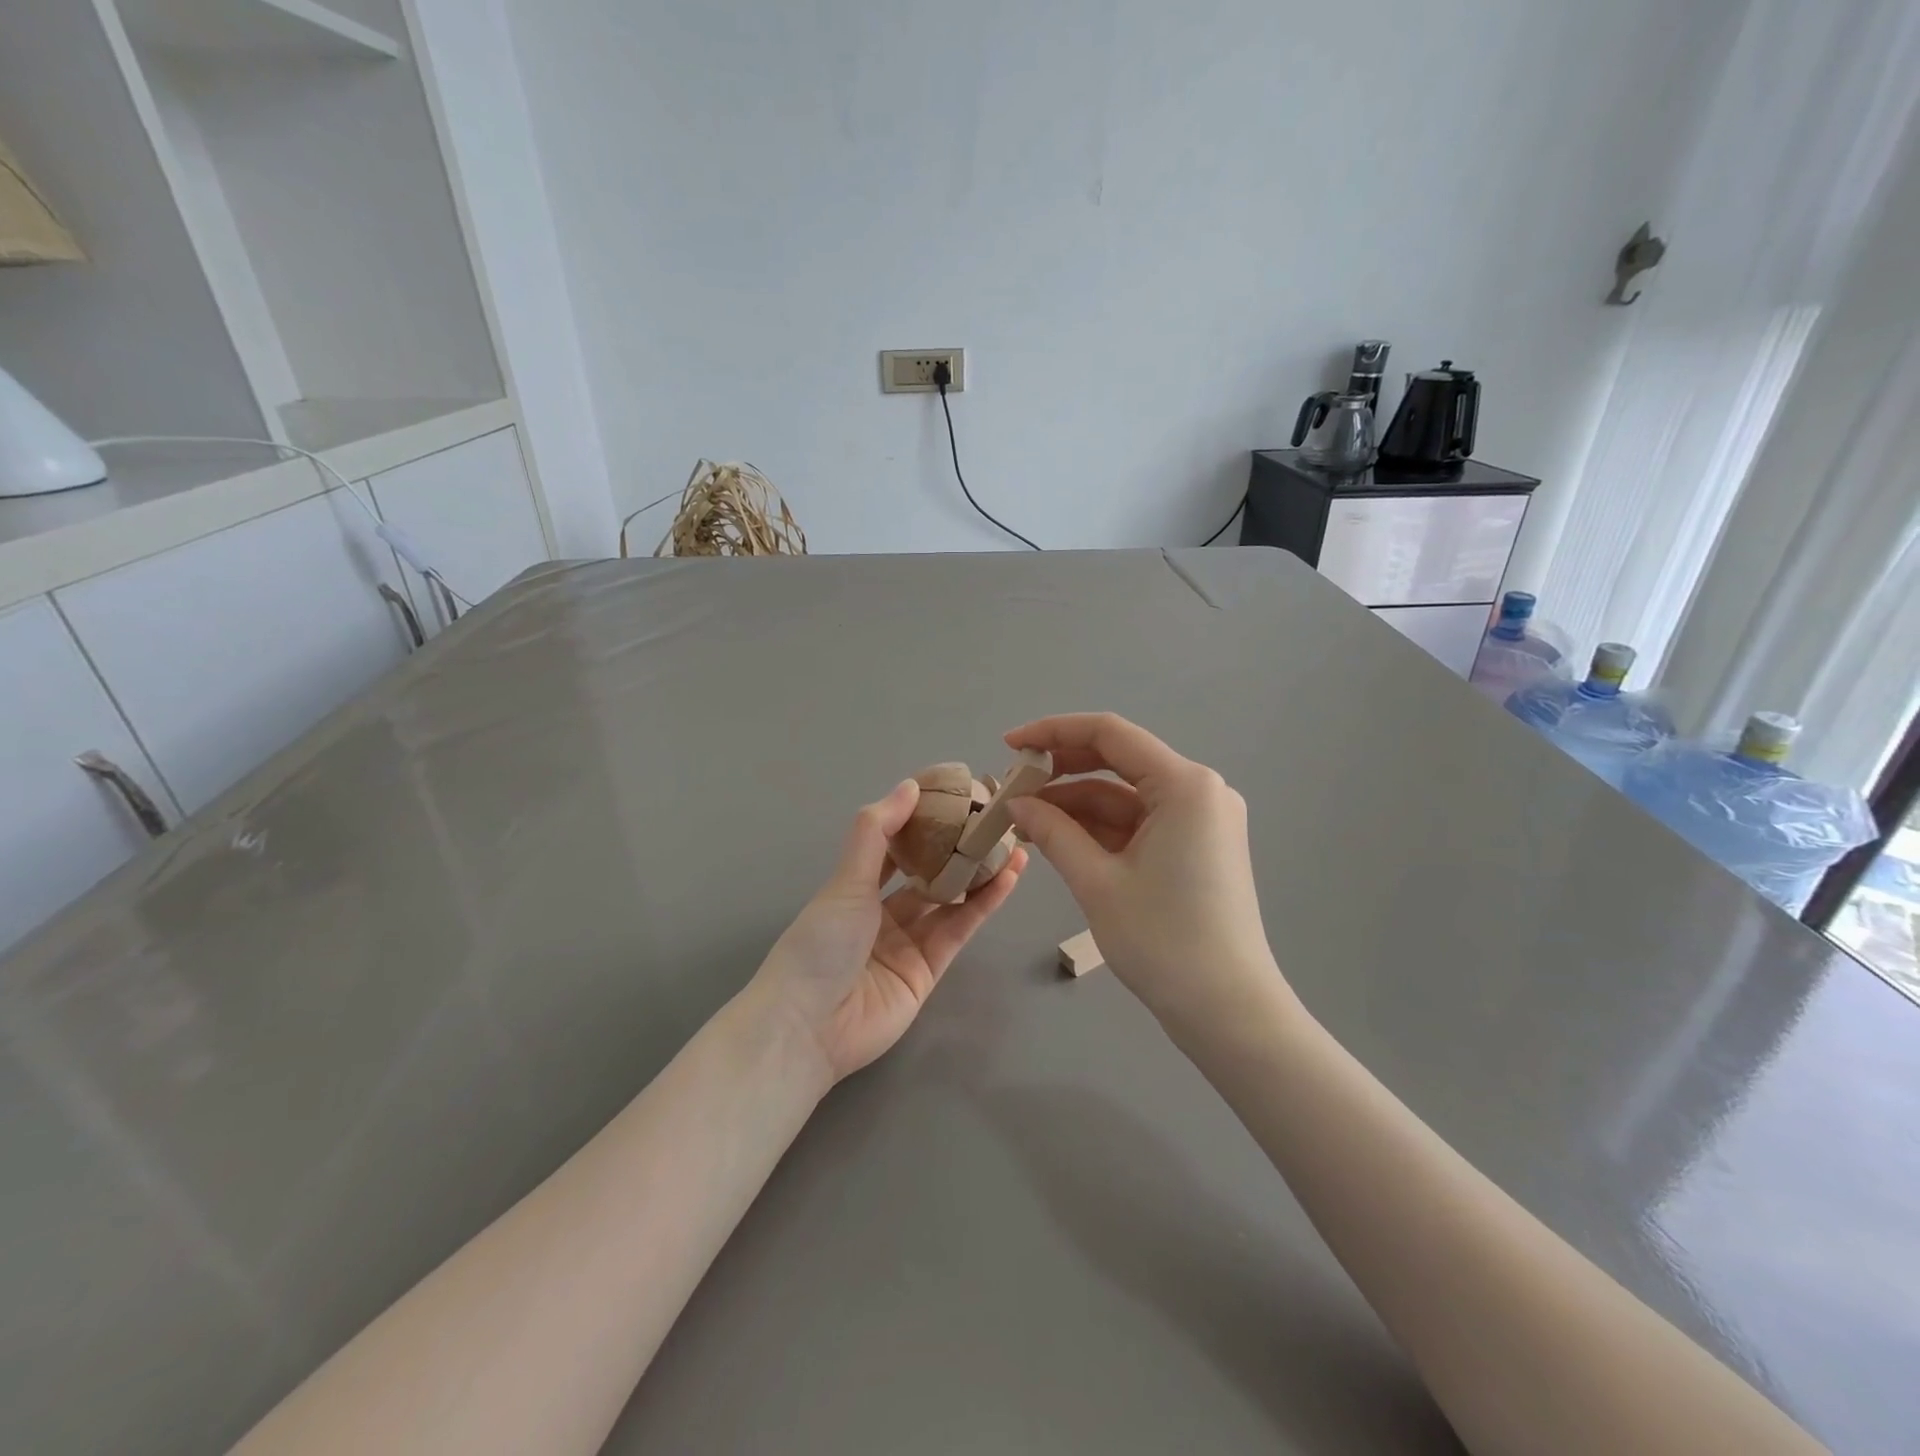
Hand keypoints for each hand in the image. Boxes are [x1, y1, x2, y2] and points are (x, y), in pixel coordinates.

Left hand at [751, 780, 1027, 1084]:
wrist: (810, 1027)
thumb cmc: (821, 943)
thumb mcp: (847, 881)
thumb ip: (877, 831)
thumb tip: (910, 785)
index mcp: (856, 888)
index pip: (895, 845)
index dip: (922, 820)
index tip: (954, 794)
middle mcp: (884, 913)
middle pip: (929, 873)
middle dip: (958, 847)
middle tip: (993, 818)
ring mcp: (909, 942)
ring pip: (951, 899)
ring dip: (981, 872)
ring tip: (1014, 841)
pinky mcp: (931, 970)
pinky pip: (960, 928)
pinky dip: (984, 903)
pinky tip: (1008, 876)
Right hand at [1005, 714, 1291, 1042]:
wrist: (1227, 1011)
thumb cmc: (1163, 941)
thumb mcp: (1098, 882)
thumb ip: (1054, 832)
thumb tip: (1017, 803)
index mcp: (1185, 785)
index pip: (1110, 734)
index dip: (1054, 732)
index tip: (1010, 745)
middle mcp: (1199, 790)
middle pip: (1119, 760)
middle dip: (1062, 769)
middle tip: (1013, 785)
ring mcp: (1200, 819)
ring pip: (1125, 795)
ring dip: (1075, 803)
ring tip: (1024, 818)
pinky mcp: (1195, 845)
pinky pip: (1139, 822)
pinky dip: (1099, 827)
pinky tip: (1058, 836)